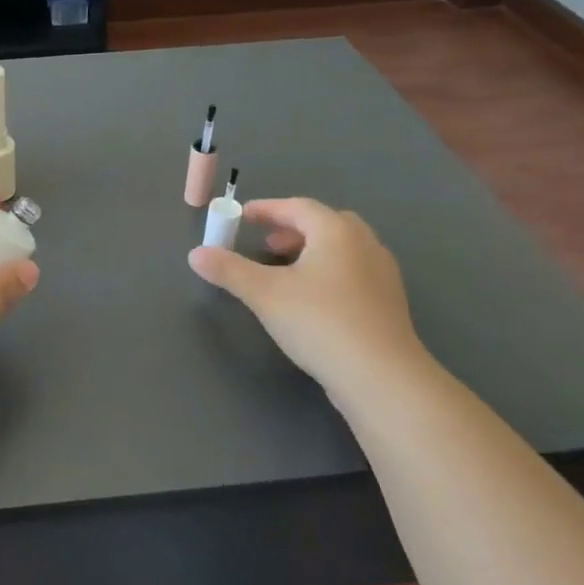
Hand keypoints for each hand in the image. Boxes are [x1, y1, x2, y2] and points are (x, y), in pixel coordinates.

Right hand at [188, 197, 424, 391]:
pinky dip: (328, 272)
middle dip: (291, 230)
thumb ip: (229, 270)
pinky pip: (353, 272)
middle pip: (325, 224)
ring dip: (311, 251)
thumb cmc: (320, 322)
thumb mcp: (265, 294)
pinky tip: (312, 300)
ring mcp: (382, 274)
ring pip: (342, 249)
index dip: (266, 209)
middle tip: (266, 245)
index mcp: (336, 232)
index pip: (297, 207)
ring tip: (285, 273)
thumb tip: (195, 254)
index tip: (241, 217)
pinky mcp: (388, 303)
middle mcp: (364, 244)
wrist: (382, 377)